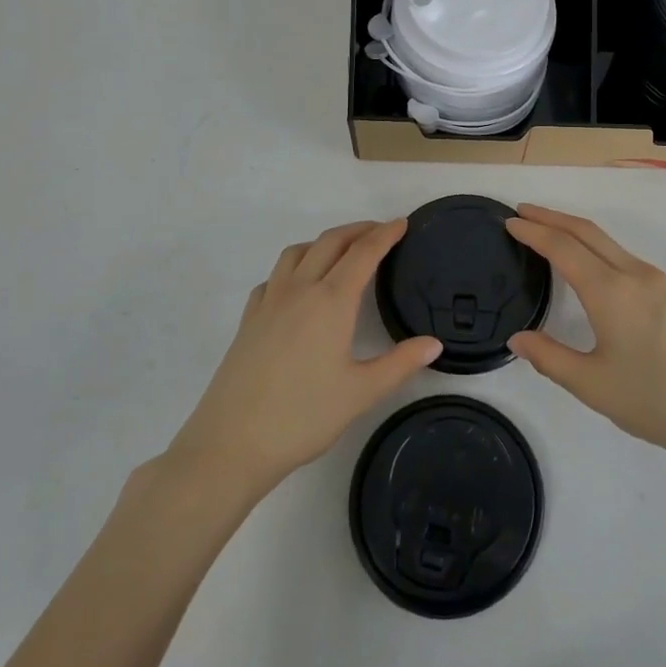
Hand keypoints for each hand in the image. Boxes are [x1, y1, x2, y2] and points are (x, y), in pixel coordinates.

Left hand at [169, 220, 440, 495]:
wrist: (231, 443)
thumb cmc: (303, 416)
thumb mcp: (361, 393)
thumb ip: (400, 364)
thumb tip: (434, 344)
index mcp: (331, 301)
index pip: (363, 253)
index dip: (385, 235)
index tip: (402, 223)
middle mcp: (299, 290)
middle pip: (330, 242)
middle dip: (358, 230)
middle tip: (380, 231)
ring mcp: (269, 301)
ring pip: (297, 252)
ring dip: (324, 242)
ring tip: (341, 252)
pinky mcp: (249, 319)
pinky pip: (274, 276)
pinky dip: (293, 267)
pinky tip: (298, 288)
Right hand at [506, 205, 665, 469]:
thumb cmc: (655, 402)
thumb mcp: (593, 385)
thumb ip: (550, 358)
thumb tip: (518, 338)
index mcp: (611, 292)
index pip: (563, 248)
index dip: (534, 231)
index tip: (509, 221)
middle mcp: (634, 274)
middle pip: (587, 232)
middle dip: (552, 217)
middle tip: (523, 212)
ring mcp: (657, 281)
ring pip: (608, 242)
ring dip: (575, 230)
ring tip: (548, 233)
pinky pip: (624, 256)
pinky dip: (596, 247)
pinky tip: (589, 264)